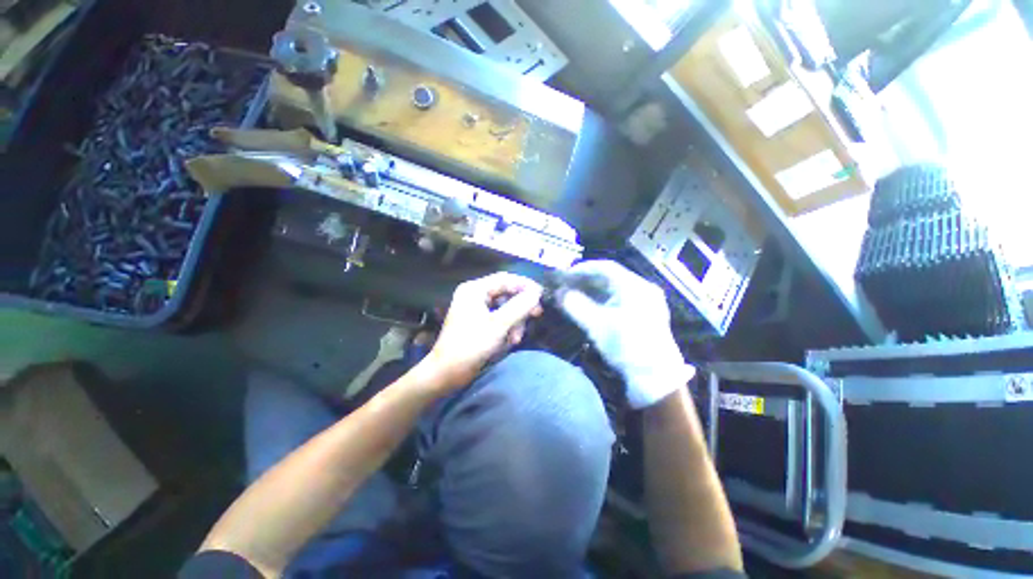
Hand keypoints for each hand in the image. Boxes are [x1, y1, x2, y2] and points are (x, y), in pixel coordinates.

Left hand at [419, 272, 543, 391]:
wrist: (447, 373)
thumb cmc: (471, 345)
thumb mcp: (498, 325)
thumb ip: (519, 306)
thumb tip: (536, 293)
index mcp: (475, 290)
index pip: (505, 279)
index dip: (525, 285)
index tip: (541, 295)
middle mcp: (475, 295)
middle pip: (506, 293)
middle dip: (521, 307)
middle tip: (537, 314)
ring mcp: (476, 310)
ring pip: (505, 308)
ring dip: (515, 321)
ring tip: (516, 338)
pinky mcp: (479, 323)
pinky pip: (499, 319)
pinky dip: (507, 328)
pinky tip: (510, 341)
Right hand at [558, 260, 694, 408]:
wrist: (656, 379)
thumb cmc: (627, 347)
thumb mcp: (597, 325)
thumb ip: (575, 305)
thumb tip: (559, 292)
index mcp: (635, 287)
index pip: (606, 267)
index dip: (583, 268)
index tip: (565, 275)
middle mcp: (643, 289)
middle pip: (610, 277)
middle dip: (586, 280)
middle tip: (567, 285)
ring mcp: (645, 302)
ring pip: (614, 289)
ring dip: (593, 290)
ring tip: (575, 295)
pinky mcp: (644, 314)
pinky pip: (619, 299)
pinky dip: (602, 300)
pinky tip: (590, 306)